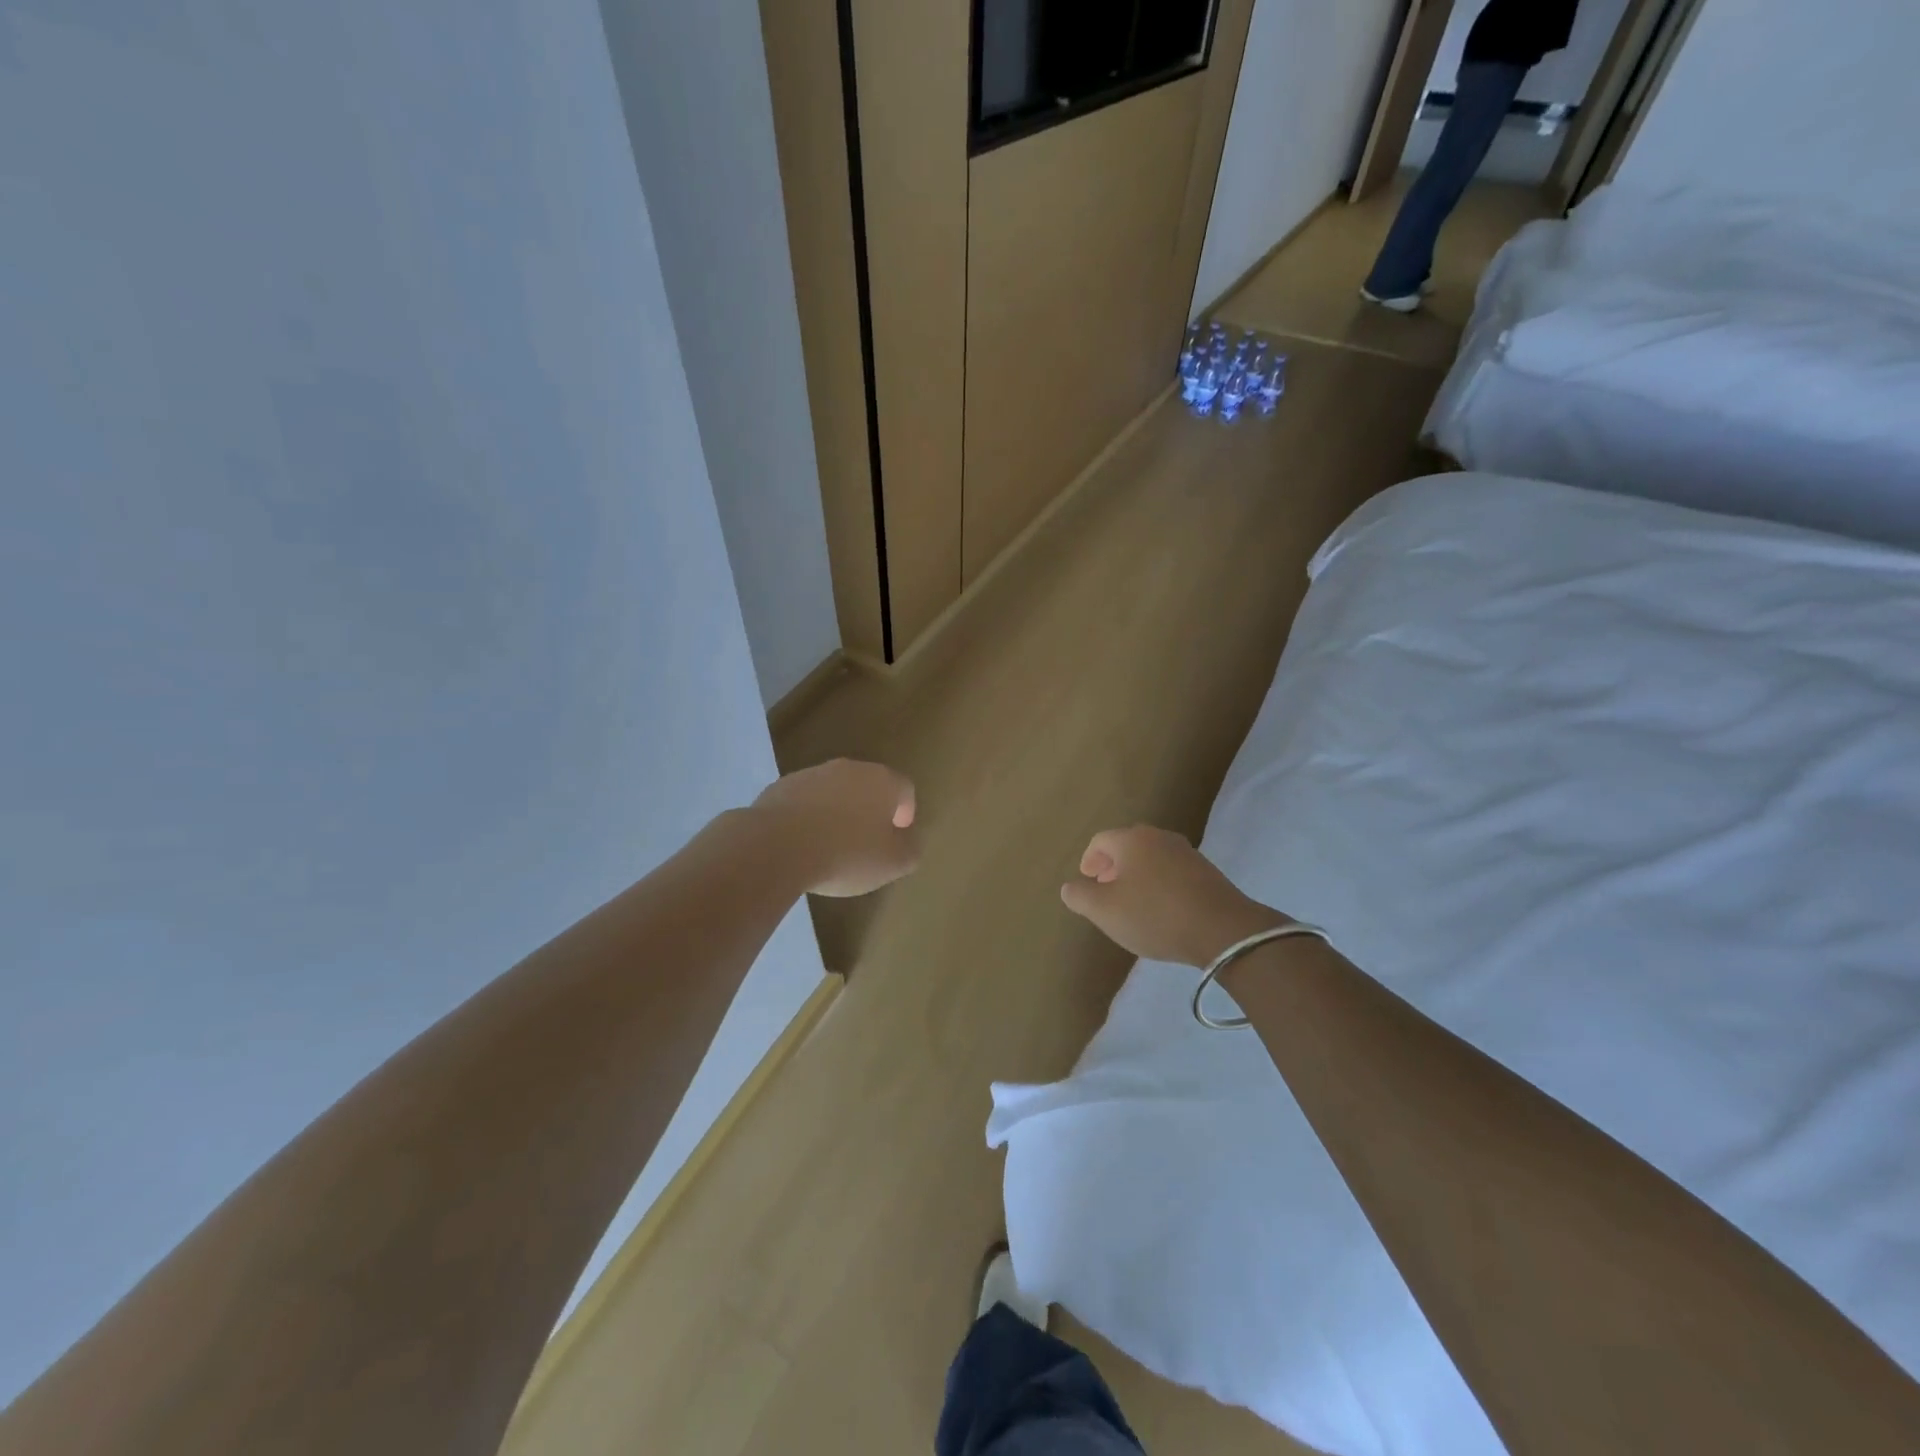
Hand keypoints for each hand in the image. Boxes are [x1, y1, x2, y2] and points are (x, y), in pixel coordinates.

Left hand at [752, 758, 919, 897]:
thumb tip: (908, 840)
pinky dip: (808, 817)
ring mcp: (812, 774)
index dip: (905, 813)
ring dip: (837, 812)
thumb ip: (910, 849)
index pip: (905, 789)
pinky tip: (801, 844)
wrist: (776, 847)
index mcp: (882, 781)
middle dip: (870, 810)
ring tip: (830, 846)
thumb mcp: (892, 864)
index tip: (897, 838)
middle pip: (868, 786)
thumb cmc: (845, 855)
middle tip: (866, 843)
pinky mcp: (780, 787)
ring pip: (834, 791)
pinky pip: (804, 801)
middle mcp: (849, 768)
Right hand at [1060, 824, 1284, 967]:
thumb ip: (1080, 896)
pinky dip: (1159, 883)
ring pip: (1152, 858)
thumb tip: (1070, 886)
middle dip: (1112, 865)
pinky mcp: (1208, 872)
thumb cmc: (1155, 915)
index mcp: (1132, 840)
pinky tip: (1161, 909)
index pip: (1101, 840)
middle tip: (1105, 888)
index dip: (1089, 859)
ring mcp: (1187, 853)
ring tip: (1132, 901)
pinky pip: (1172, 871)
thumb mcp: (1104, 911)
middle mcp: (1160, 837)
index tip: (1086, 879)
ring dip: (1137, 874)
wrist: (1223, 930)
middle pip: (1127, 845)